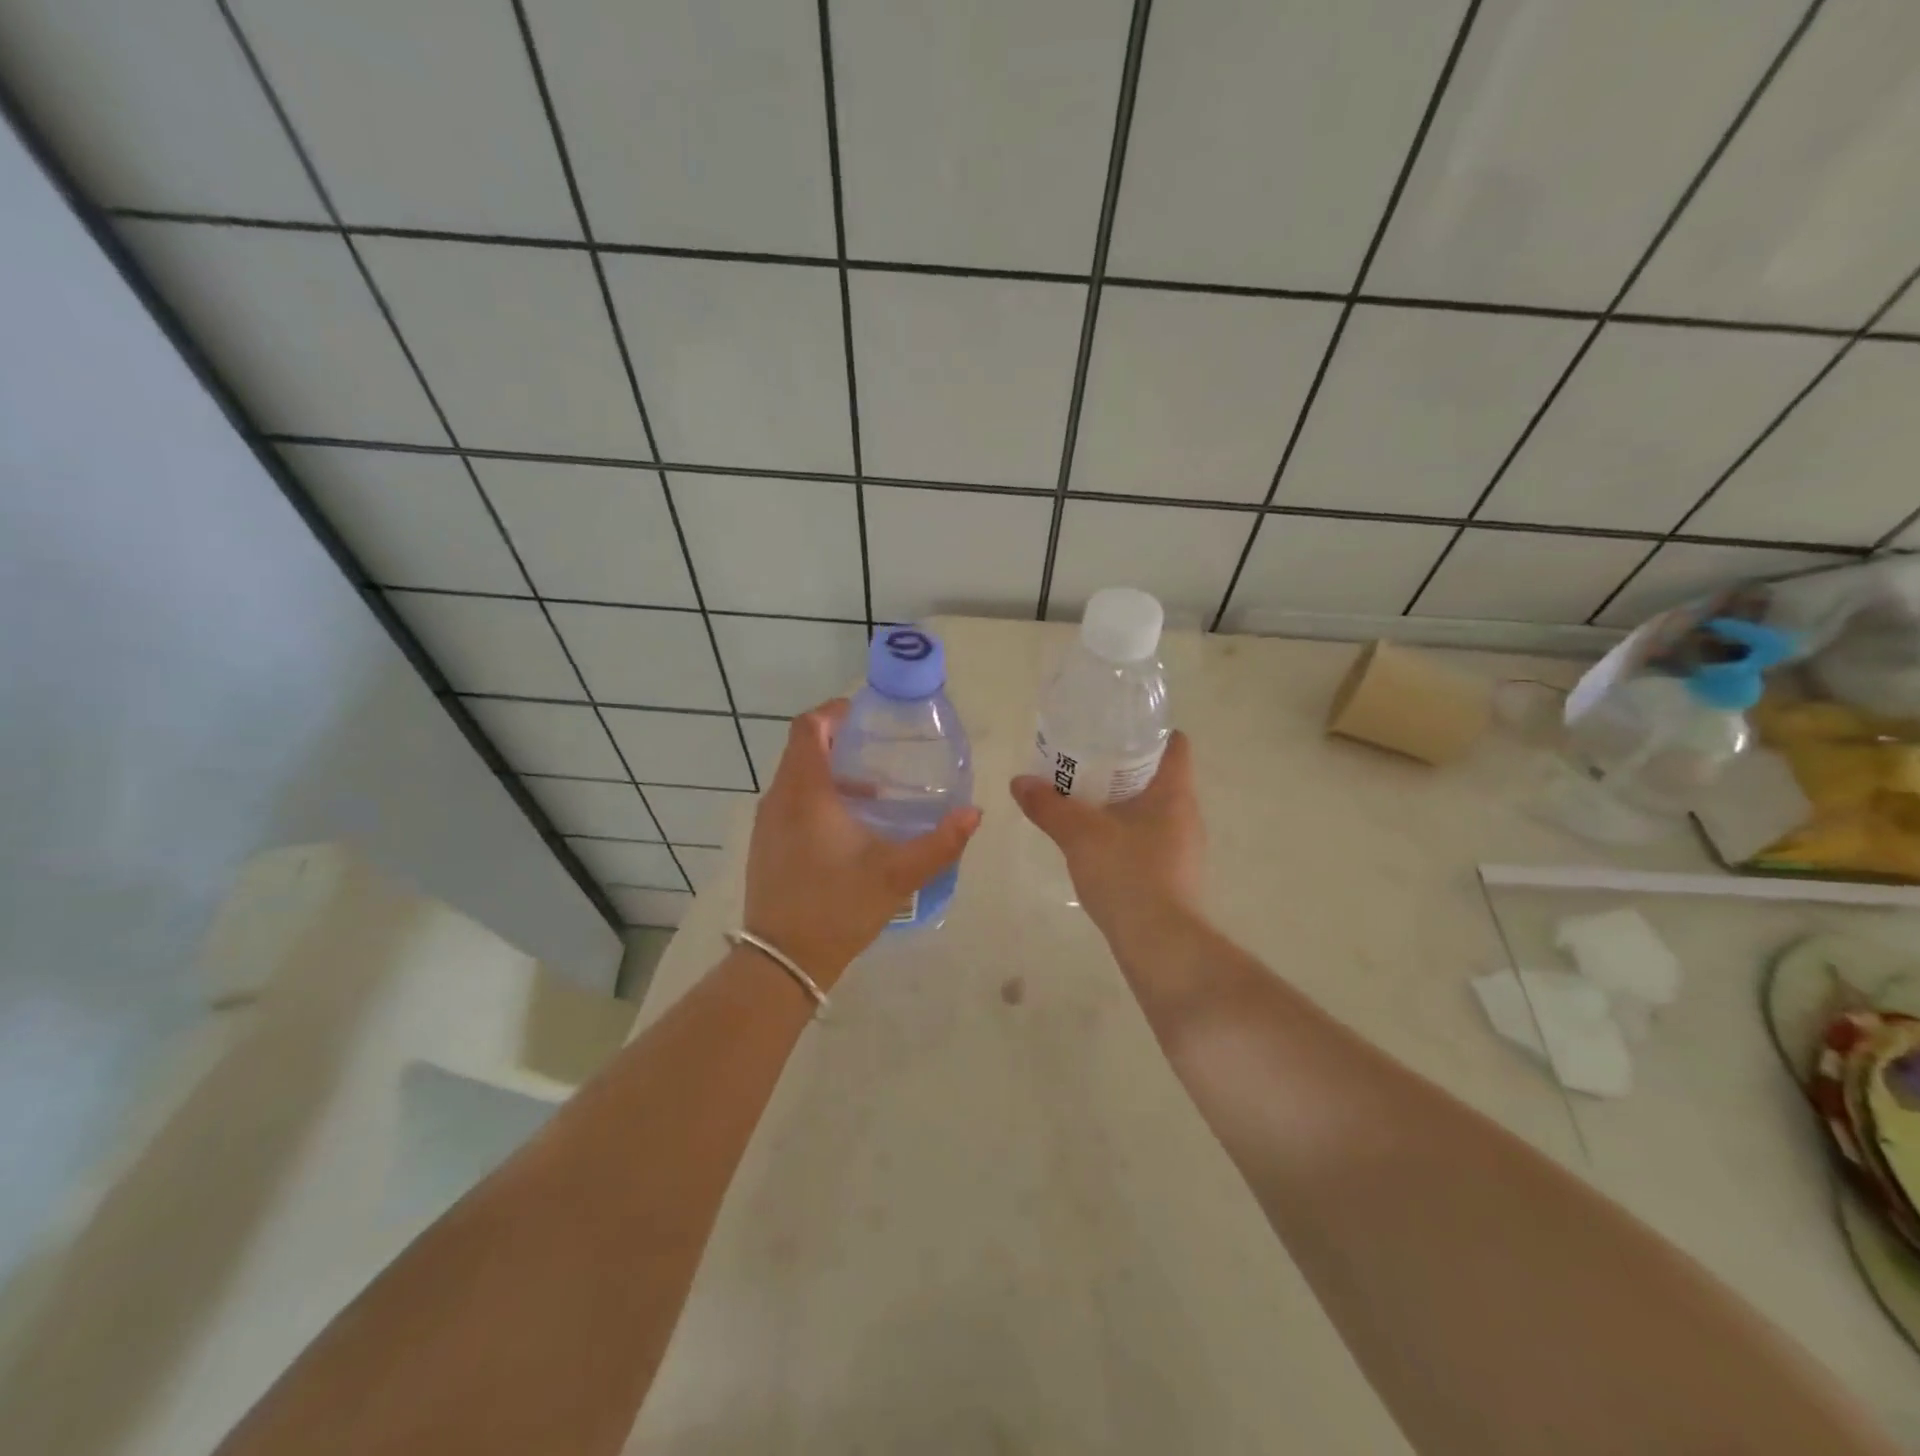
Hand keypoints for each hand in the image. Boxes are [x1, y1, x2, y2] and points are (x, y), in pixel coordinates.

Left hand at [745, 699, 980, 986]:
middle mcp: (779, 799)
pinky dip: (818, 798)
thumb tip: (974, 813)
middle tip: (880, 750)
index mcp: (805, 793)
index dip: (833, 712)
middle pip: (802, 750)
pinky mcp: (766, 846)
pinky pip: (791, 803)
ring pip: (796, 779)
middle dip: (839, 742)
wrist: (783, 961)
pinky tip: (850, 828)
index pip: (807, 728)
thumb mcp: (898, 874)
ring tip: (874, 792)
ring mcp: (767, 824)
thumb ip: (940, 843)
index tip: (865, 715)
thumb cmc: (838, 907)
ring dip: (830, 773)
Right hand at [1009, 731, 1203, 941]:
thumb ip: (1048, 806)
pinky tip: (1097, 843)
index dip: (1147, 731)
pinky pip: (1150, 839)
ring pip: (1153, 809)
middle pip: (1159, 775)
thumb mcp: (1079, 835)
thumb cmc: (1127, 875)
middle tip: (1085, 761)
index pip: (1174, 744)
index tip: (1113, 729)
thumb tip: (1019, 781)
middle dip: (1123, 766)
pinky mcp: (1175, 875)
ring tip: (1084, 800)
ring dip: (1123, 802)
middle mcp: (1186, 815)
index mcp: (1174, 793)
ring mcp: (1184, 848)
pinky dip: (1125, 832)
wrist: (1160, 944)